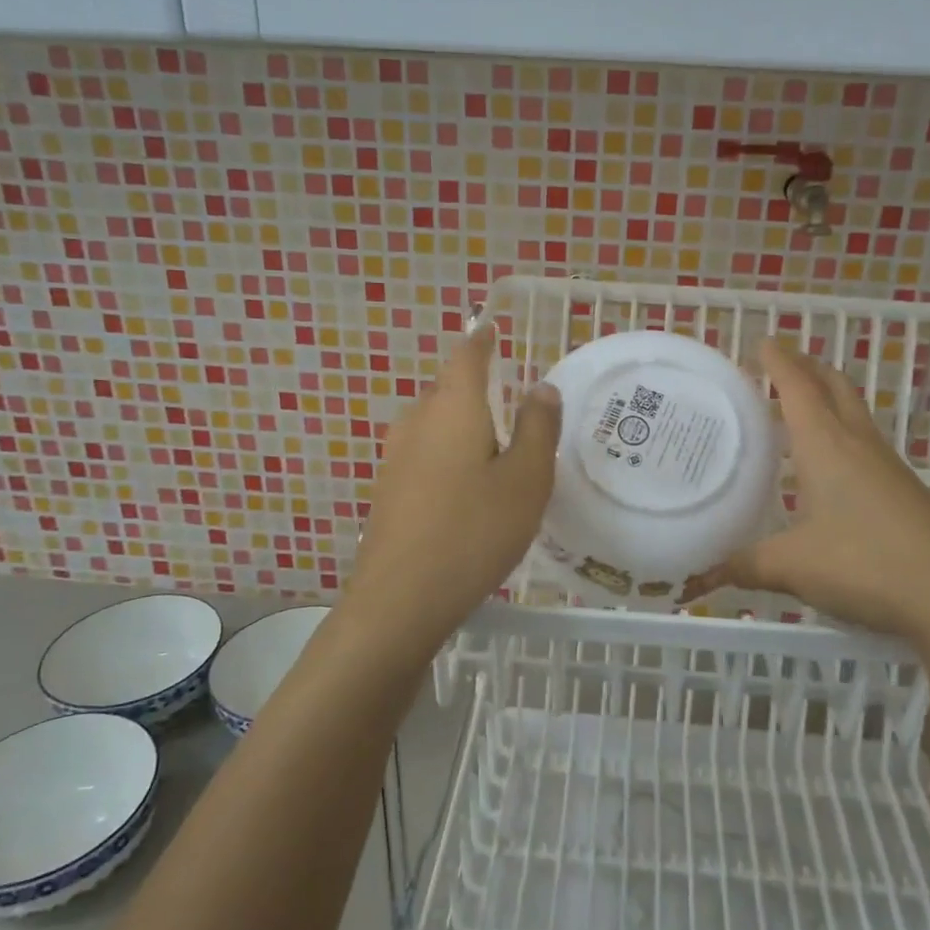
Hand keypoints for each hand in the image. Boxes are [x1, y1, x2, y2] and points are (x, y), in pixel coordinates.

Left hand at [343, 325, 561, 646]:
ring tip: (495, 447)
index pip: (466, 355)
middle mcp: (417, 421)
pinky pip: (424, 454)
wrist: (400, 599)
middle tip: (511, 402)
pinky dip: (448, 455)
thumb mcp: (526, 479)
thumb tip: (541, 387)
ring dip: (462, 425)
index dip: (483, 340)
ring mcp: (395, 456)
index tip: (494, 331)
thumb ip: (538, 428)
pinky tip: (466, 488)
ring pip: (434, 424)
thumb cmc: (474, 530)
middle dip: (475, 387)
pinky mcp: (388, 490)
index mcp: (452, 408)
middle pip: (447, 389)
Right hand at [684, 338, 929, 663]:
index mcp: (826, 445)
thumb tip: (702, 574)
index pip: (798, 387)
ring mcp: (888, 466)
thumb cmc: (865, 564)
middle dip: (808, 367)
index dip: (778, 361)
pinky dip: (842, 434)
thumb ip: (744, 565)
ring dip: (827, 398)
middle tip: (780, 365)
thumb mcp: (792, 567)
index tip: (761, 342)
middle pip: (835, 386)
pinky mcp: (905, 491)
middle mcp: (858, 444)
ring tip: (798, 409)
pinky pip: (865, 444)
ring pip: (854, 413)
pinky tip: (829, 466)